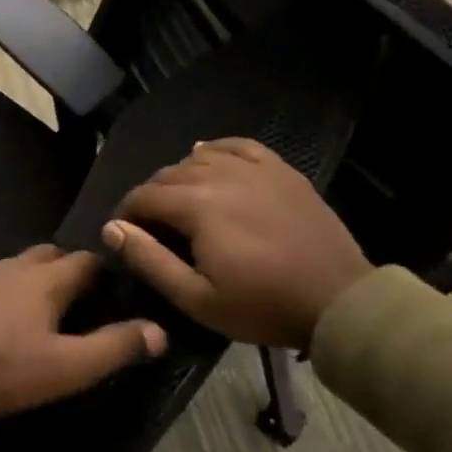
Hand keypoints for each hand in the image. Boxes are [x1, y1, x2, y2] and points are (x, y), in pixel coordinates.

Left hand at [0, 246, 166, 415]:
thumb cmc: (8, 368)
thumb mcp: (70, 366)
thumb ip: (115, 347)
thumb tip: (158, 331)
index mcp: (46, 280)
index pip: (84, 262)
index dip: (101, 272)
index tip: (110, 288)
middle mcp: (12, 268)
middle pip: (47, 255)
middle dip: (64, 268)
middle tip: (74, 298)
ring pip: (12, 267)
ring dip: (27, 279)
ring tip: (33, 308)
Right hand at [102, 139, 372, 350]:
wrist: (339, 301)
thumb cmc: (262, 305)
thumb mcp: (196, 297)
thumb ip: (149, 260)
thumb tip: (112, 229)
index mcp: (197, 205)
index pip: (144, 196)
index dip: (126, 214)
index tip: (124, 235)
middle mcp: (221, 175)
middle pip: (168, 174)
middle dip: (151, 197)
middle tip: (151, 228)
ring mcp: (255, 169)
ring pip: (200, 158)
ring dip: (179, 176)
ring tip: (179, 202)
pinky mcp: (281, 171)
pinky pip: (238, 146)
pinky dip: (216, 150)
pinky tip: (208, 157)